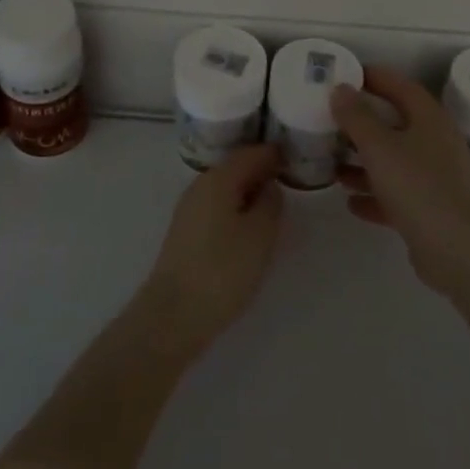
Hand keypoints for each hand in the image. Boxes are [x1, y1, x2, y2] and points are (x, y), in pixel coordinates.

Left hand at [137, 143, 284, 354]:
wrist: (174, 315)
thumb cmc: (223, 270)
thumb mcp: (260, 235)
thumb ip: (270, 203)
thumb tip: (269, 186)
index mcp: (219, 178)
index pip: (250, 153)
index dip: (274, 153)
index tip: (295, 156)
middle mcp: (200, 185)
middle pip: (235, 167)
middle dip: (261, 170)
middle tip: (289, 179)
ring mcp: (189, 208)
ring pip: (225, 188)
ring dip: (248, 190)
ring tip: (273, 204)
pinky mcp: (186, 231)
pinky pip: (217, 206)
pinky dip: (236, 207)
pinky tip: (249, 225)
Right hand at [332, 66, 469, 297]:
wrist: (456, 249)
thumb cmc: (417, 185)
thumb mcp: (379, 146)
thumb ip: (356, 117)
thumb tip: (341, 89)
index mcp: (430, 119)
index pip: (401, 86)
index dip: (375, 77)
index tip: (346, 75)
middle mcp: (437, 143)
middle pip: (396, 125)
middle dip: (363, 124)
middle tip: (332, 121)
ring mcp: (437, 178)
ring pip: (394, 162)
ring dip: (364, 163)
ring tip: (334, 165)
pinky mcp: (431, 210)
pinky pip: (397, 195)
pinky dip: (375, 195)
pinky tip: (350, 202)